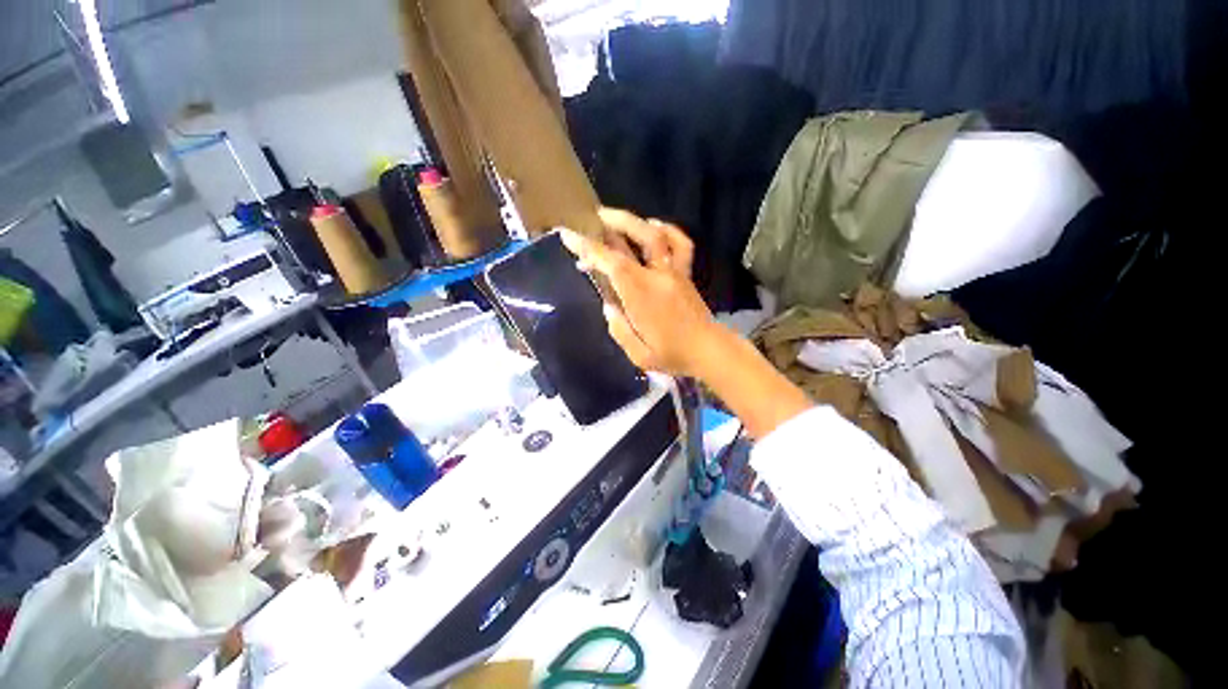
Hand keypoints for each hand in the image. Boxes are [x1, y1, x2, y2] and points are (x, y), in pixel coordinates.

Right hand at [560, 208, 721, 377]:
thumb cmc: (672, 355)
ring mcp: (675, 272)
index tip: (568, 234)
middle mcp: (658, 276)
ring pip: (659, 236)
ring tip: (618, 218)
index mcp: (642, 296)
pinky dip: (668, 231)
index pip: (612, 264)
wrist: (708, 351)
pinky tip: (655, 227)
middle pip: (639, 237)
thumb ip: (619, 329)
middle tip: (595, 216)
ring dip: (637, 222)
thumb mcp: (638, 354)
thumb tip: (608, 307)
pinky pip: (681, 245)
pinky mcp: (685, 274)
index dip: (589, 247)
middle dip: (615, 222)